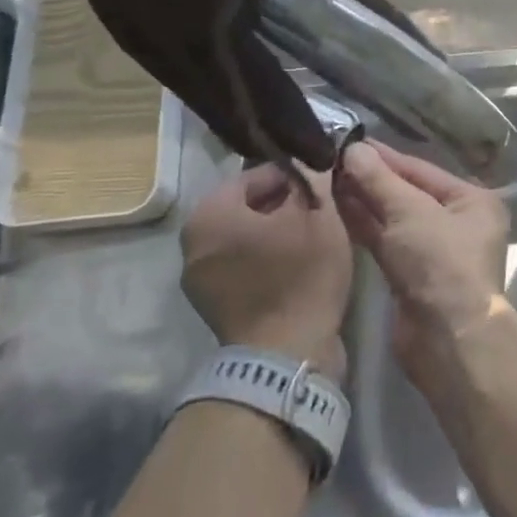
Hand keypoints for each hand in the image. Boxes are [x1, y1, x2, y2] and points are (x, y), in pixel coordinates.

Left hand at [180, 164, 353, 378]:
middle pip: (249, 208)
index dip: (295, 175)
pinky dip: (270, 261)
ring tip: (316, 237)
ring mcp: (200, 281)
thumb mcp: (318, 214)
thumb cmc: (300, 274)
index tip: (324, 183)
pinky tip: (301, 266)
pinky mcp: (216, 308)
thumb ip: (314, 178)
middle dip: (286, 204)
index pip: (256, 175)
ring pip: (247, 239)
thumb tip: (315, 160)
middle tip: (323, 210)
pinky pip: (245, 268)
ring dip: (279, 233)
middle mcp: (193, 244)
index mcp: (209, 214)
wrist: (286, 356)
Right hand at [333, 142, 510, 380]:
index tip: (348, 141)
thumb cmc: (440, 263)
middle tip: (329, 160)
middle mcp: (457, 222)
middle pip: (407, 193)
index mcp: (472, 201)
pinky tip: (335, 209)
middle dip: (371, 179)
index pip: (421, 169)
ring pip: (394, 218)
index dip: (384, 157)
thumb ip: (380, 180)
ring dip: (363, 201)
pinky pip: (386, 241)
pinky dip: (364, 226)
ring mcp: (434, 251)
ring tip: (325, 179)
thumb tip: (353, 148)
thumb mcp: (410, 212)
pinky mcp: (412, 275)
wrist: (447, 339)